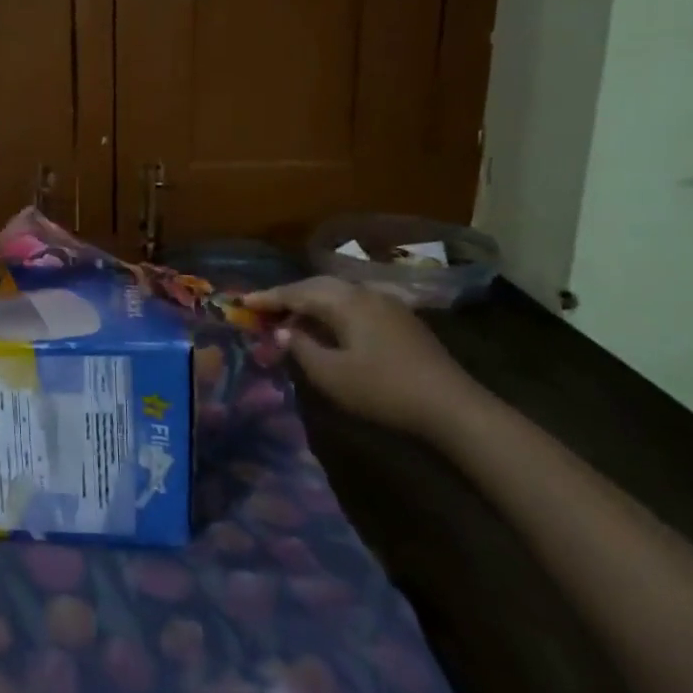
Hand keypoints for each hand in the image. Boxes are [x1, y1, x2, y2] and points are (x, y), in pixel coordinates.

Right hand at [242, 276, 492, 435]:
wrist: (451, 407)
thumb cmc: (382, 389)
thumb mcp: (330, 374)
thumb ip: (300, 347)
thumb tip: (282, 330)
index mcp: (345, 301)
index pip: (296, 292)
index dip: (267, 297)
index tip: (241, 301)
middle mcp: (365, 293)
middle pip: (318, 285)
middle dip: (288, 295)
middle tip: (263, 308)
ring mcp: (387, 305)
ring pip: (338, 293)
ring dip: (311, 302)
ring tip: (290, 318)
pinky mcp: (400, 321)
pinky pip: (354, 304)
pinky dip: (331, 310)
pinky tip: (327, 328)